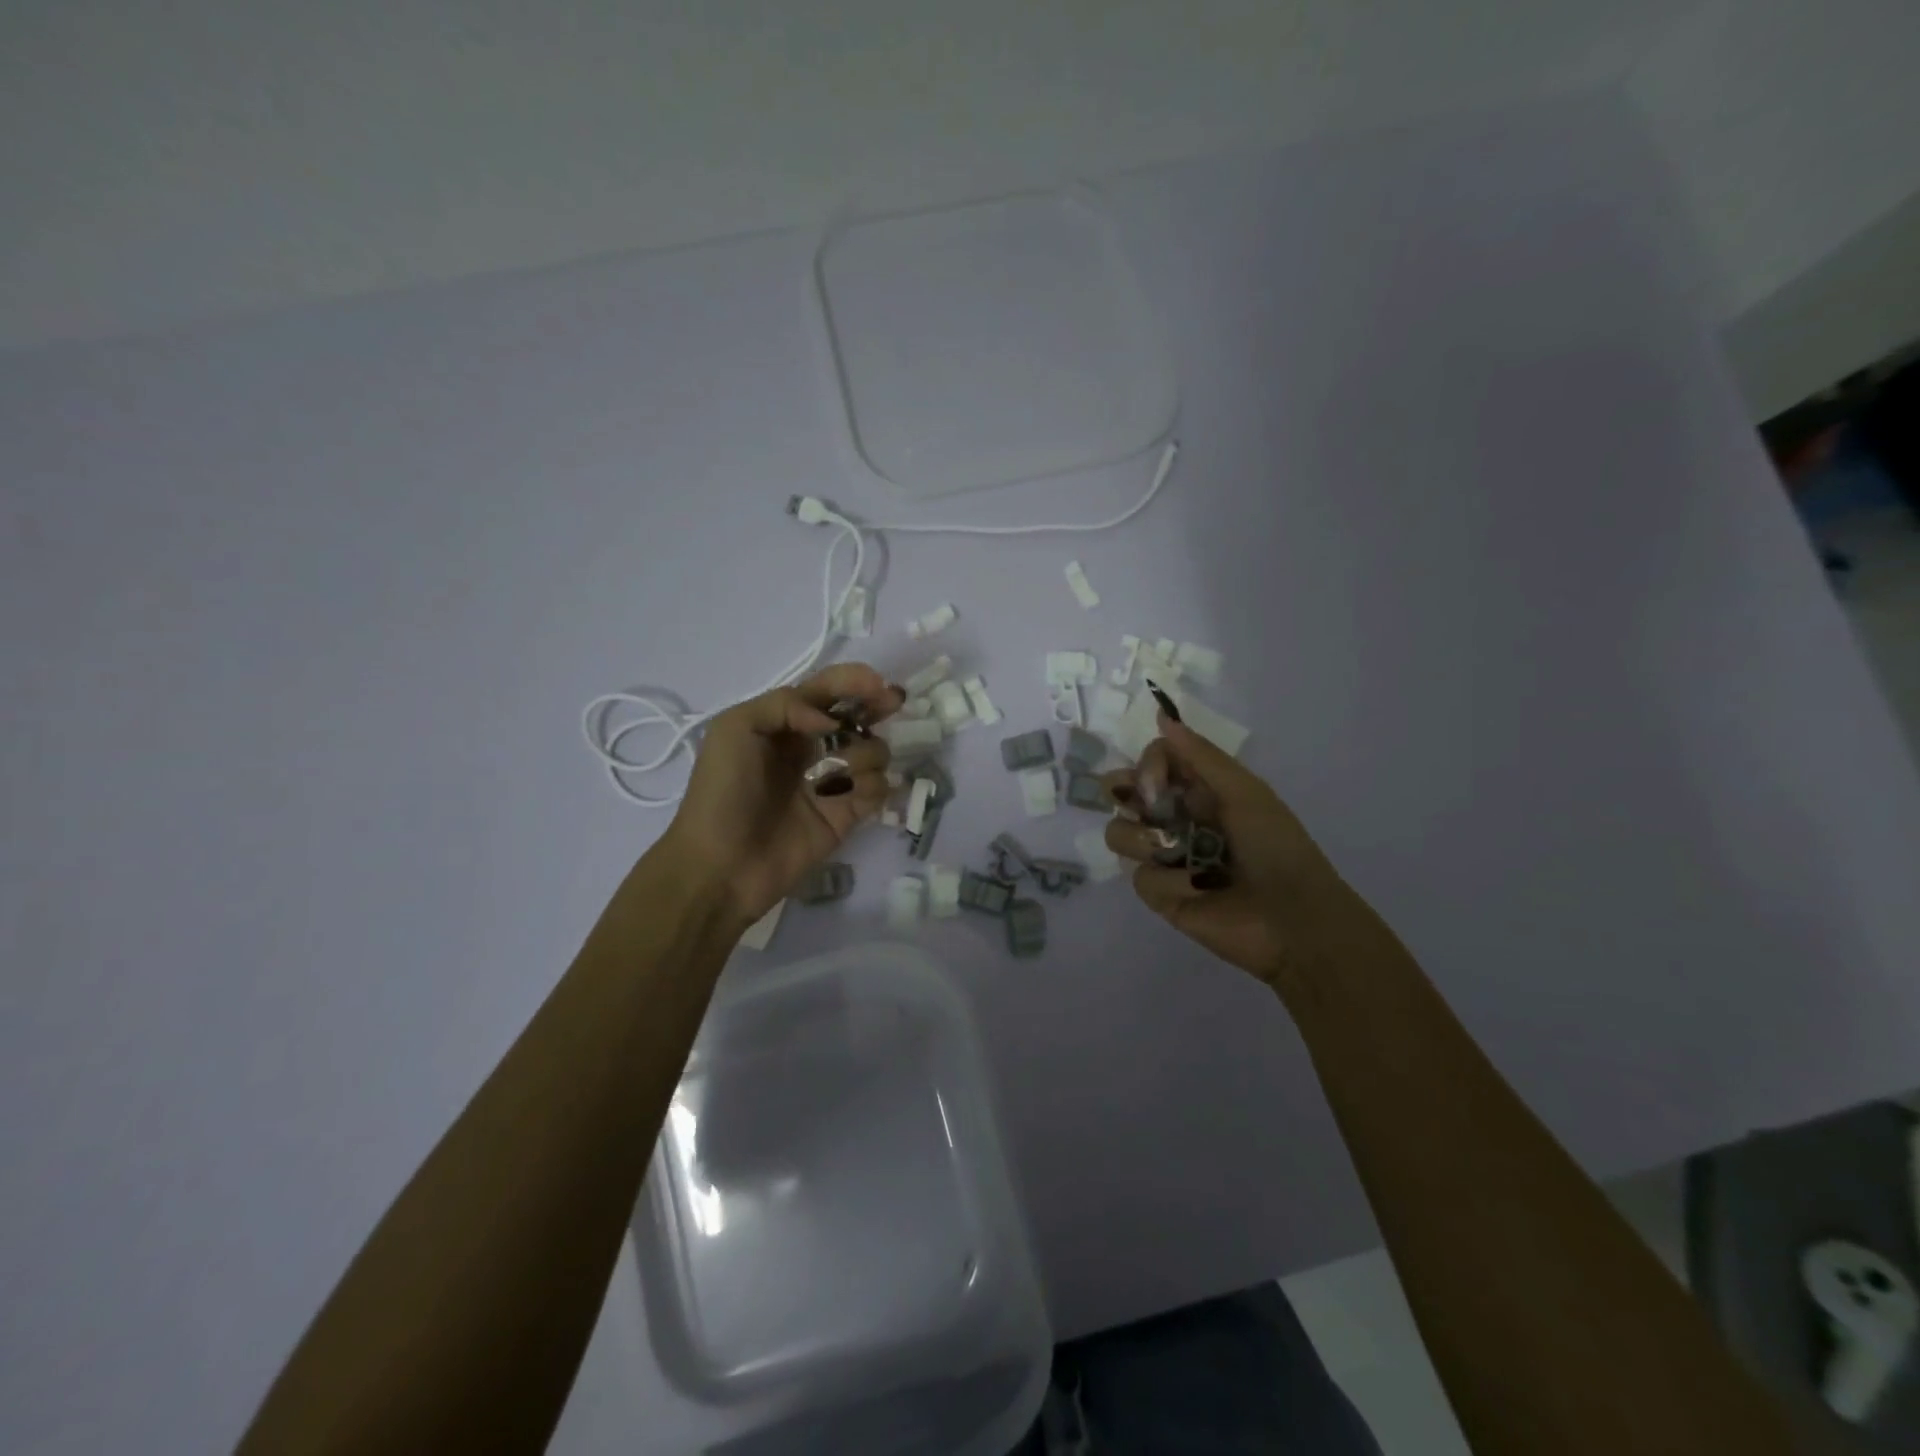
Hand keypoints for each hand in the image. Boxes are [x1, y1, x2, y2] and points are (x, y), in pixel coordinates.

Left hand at [663, 664, 901, 925]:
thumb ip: (785, 704)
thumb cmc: (722, 793)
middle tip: (892, 704)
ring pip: (872, 750)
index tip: (877, 684)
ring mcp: (830, 781)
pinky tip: (852, 795)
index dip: (853, 681)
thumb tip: (833, 722)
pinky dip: (873, 785)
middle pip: (856, 715)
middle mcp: (809, 748)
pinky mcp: (846, 814)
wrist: (721, 865)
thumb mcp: (736, 729)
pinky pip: (877, 788)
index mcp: (781, 724)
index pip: (825, 691)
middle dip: (876, 705)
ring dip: (867, 751)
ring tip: (845, 771)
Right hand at [1102, 716, 1364, 989]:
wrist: (1293, 920)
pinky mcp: (1160, 894)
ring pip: (1120, 833)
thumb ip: (1200, 756)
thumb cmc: (1276, 847)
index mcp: (1201, 791)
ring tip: (1173, 853)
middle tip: (1147, 807)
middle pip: (1124, 793)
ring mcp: (1165, 858)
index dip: (1147, 766)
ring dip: (1143, 839)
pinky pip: (1139, 877)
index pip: (1153, 761)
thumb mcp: (1244, 792)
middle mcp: (1177, 819)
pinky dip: (1167, 880)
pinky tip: (1197, 888)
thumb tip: (1161, 715)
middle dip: (1125, 794)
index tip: (1156, 782)